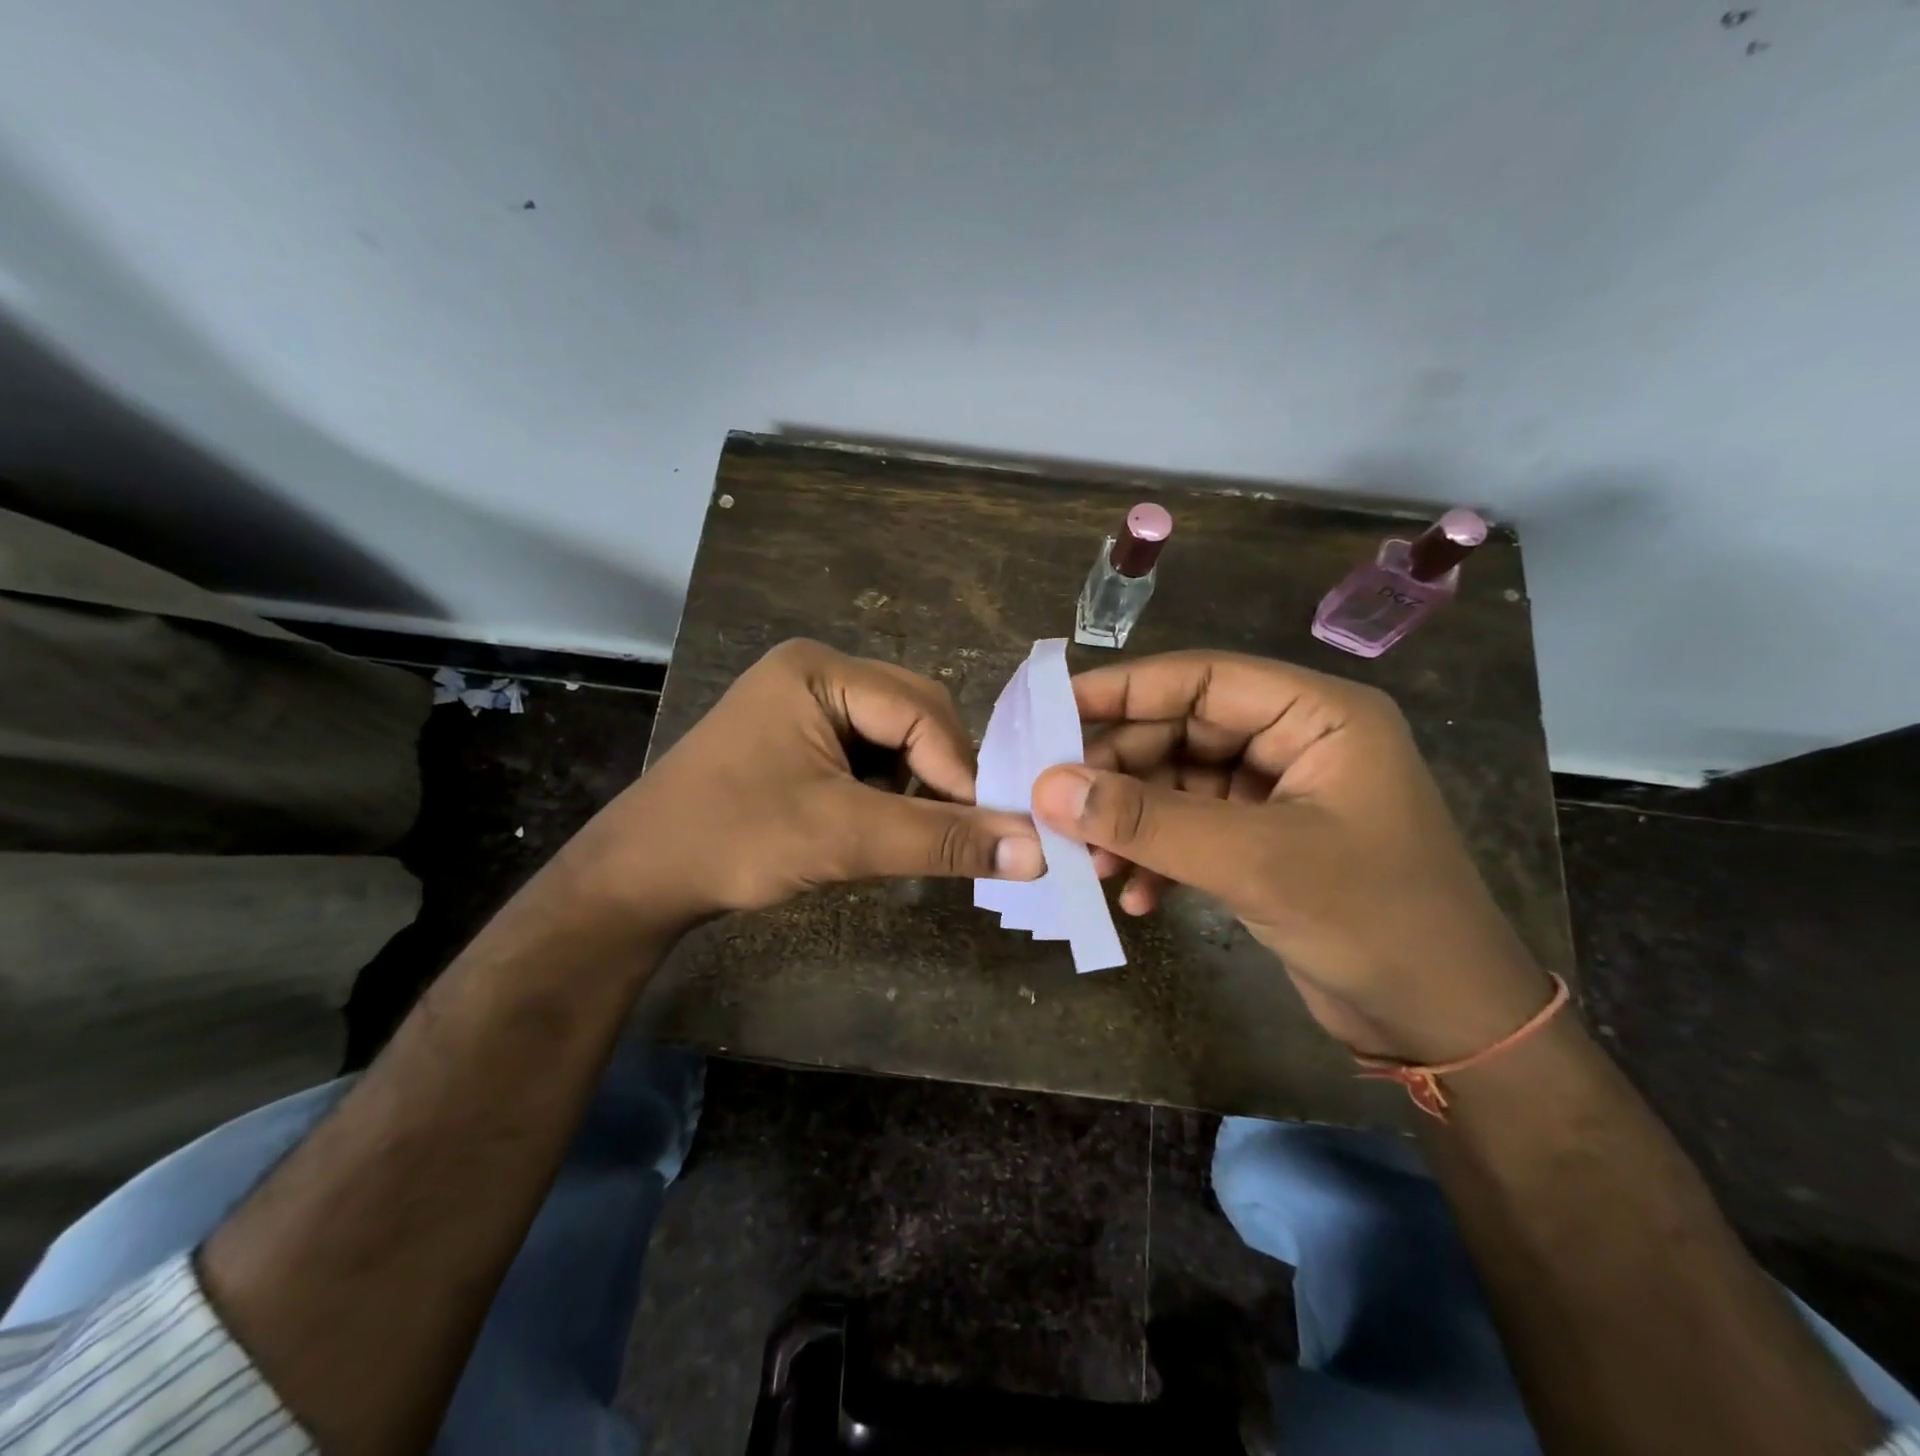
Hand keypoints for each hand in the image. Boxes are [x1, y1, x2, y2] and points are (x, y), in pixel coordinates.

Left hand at [563, 640, 1044, 931]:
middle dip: (940, 775)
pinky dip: (890, 791)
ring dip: (917, 785)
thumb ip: (943, 840)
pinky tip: (879, 824)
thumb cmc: (734, 840)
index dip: (961, 770)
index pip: (922, 710)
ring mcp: (807, 704)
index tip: (990, 829)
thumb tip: (1039, 854)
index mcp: (821, 669)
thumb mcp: (844, 838)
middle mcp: (818, 672)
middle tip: (958, 830)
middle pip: (915, 716)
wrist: (641, 876)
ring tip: (914, 832)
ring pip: (899, 738)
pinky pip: (872, 754)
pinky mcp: (803, 738)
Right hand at [1029, 651, 1548, 1061]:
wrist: (1444, 1026)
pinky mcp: (1263, 841)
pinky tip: (1136, 896)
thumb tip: (1049, 787)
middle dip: (1120, 773)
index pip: (1201, 678)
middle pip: (1181, 731)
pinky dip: (1158, 856)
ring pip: (1178, 784)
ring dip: (1132, 822)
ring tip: (1092, 864)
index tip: (1052, 710)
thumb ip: (1148, 820)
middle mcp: (1295, 741)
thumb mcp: (1254, 863)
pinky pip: (1191, 829)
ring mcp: (1278, 793)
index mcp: (1316, 715)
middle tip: (1060, 806)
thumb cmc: (1373, 921)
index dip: (1123, 689)